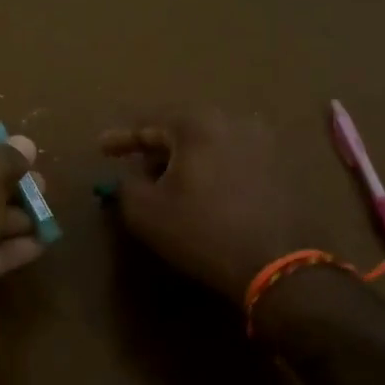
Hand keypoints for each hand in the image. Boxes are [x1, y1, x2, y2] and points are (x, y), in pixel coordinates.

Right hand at [101, 107, 329, 299]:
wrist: (280, 264)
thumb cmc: (203, 231)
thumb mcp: (146, 212)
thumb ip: (126, 186)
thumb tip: (128, 178)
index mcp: (197, 123)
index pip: (148, 123)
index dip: (121, 138)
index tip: (102, 148)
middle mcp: (234, 121)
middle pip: (182, 130)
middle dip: (156, 148)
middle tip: (135, 167)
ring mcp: (264, 143)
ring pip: (210, 145)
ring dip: (186, 160)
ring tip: (169, 183)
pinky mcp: (282, 167)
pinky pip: (234, 160)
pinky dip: (212, 170)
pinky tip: (204, 193)